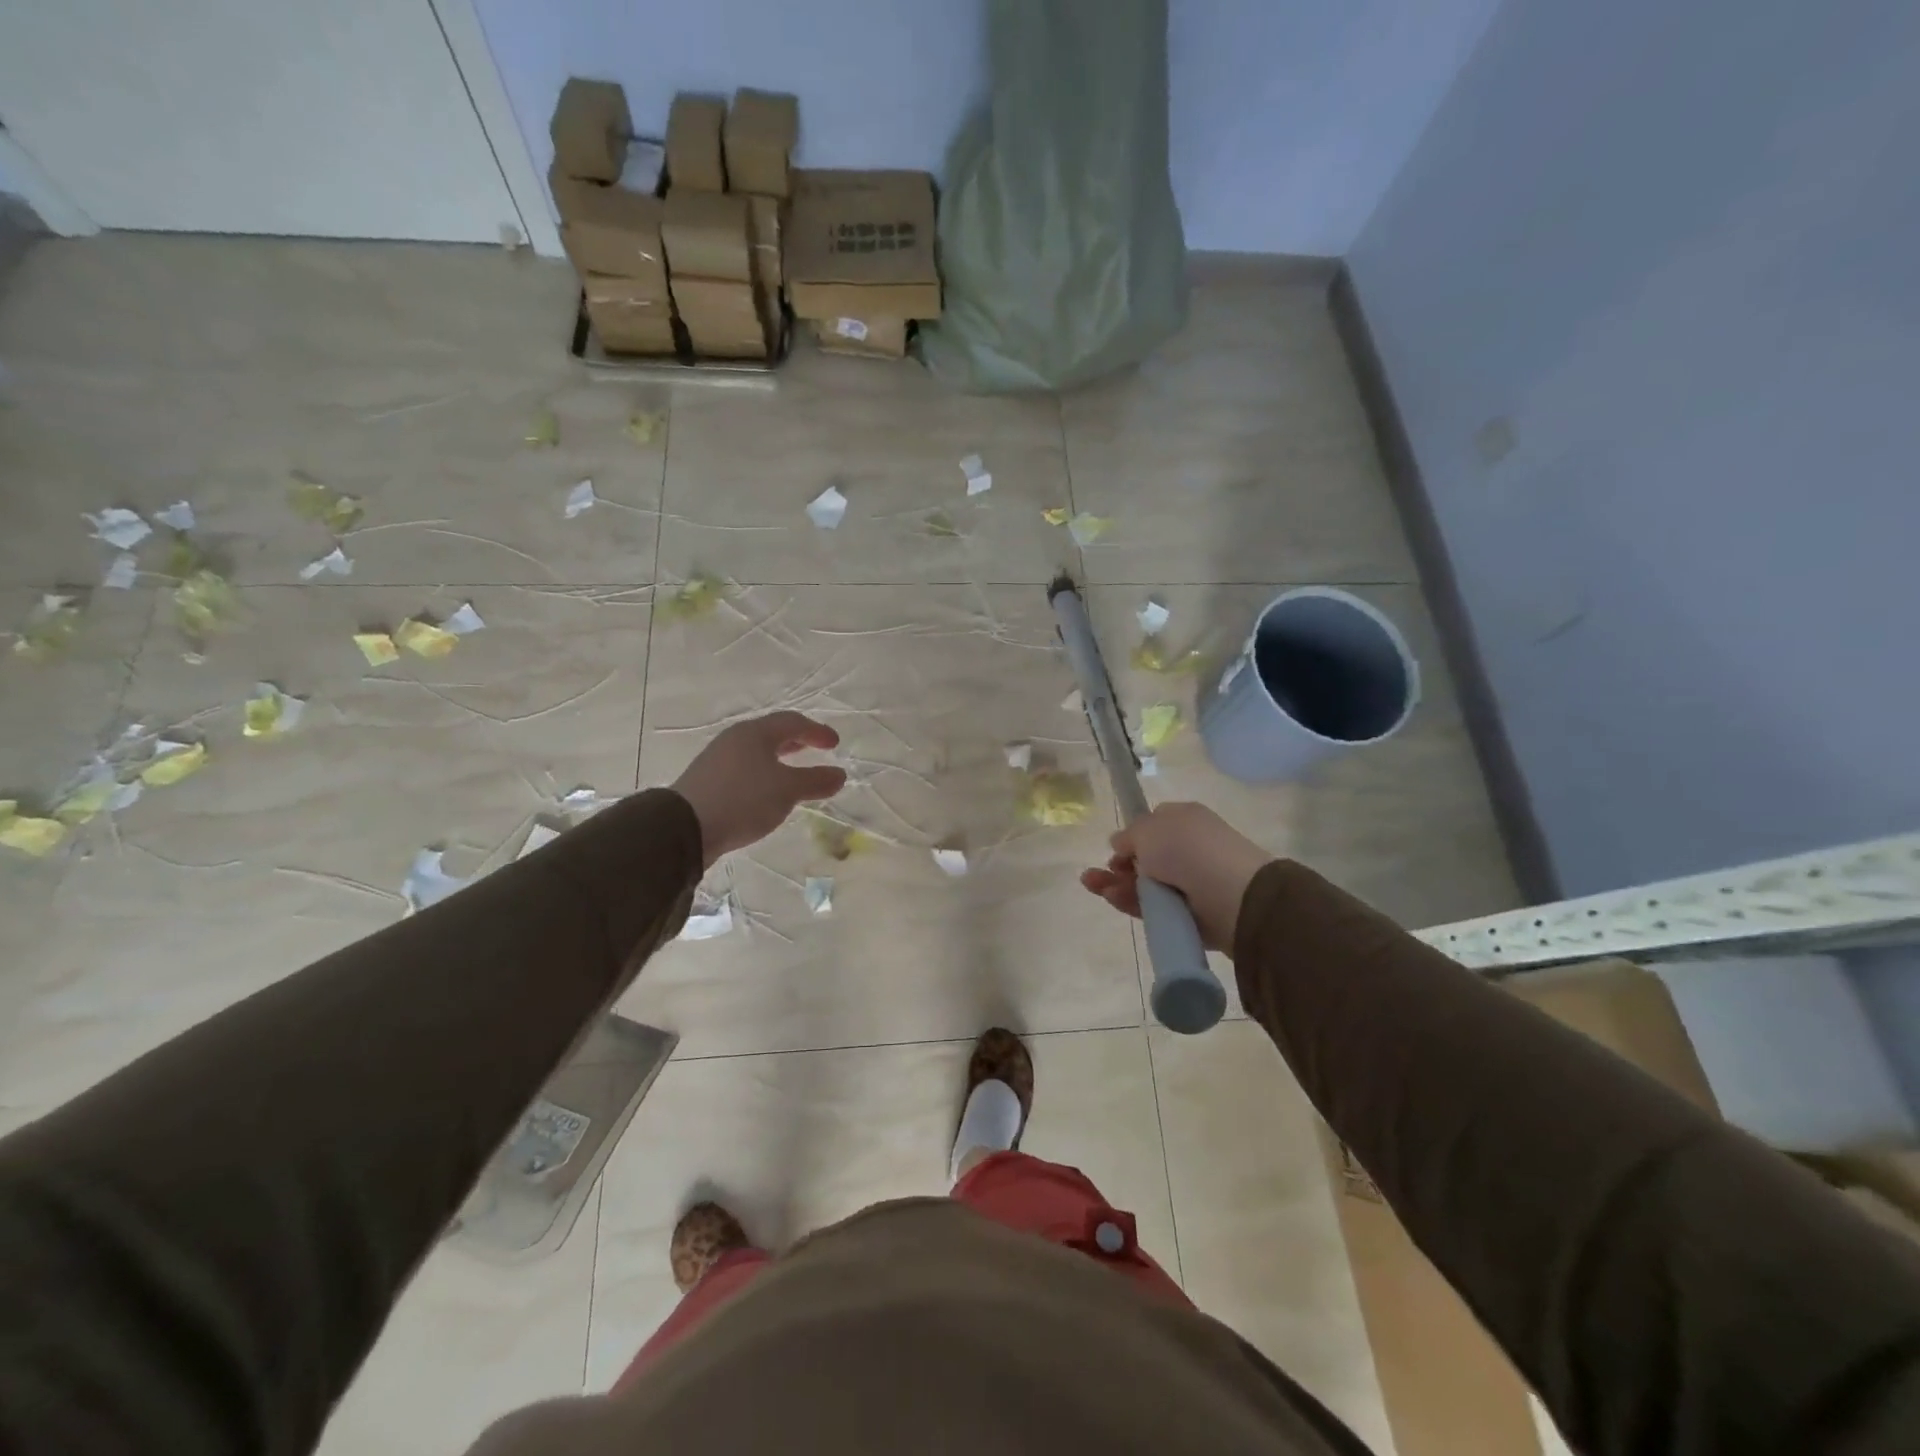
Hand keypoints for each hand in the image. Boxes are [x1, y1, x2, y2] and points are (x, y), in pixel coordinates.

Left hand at [671, 712, 847, 866]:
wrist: (684, 827)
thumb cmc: (743, 799)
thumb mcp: (787, 790)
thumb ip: (815, 781)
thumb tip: (839, 774)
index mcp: (755, 733)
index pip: (792, 722)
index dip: (816, 731)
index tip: (834, 744)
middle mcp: (735, 740)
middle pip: (771, 734)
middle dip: (796, 741)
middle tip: (814, 749)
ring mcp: (718, 760)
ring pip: (756, 752)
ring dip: (779, 758)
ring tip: (793, 771)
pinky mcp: (708, 781)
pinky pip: (744, 769)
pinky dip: (763, 773)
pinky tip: (767, 792)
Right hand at [1080, 802, 1272, 953]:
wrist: (1232, 896)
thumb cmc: (1187, 850)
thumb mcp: (1148, 828)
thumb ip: (1129, 835)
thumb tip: (1121, 843)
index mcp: (1185, 821)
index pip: (1153, 825)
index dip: (1132, 836)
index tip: (1116, 848)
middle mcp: (1188, 849)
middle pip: (1144, 858)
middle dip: (1118, 865)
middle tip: (1096, 874)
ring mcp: (1189, 883)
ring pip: (1144, 885)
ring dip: (1116, 884)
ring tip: (1093, 885)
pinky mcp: (1188, 914)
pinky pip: (1153, 908)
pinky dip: (1131, 903)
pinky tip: (1111, 898)